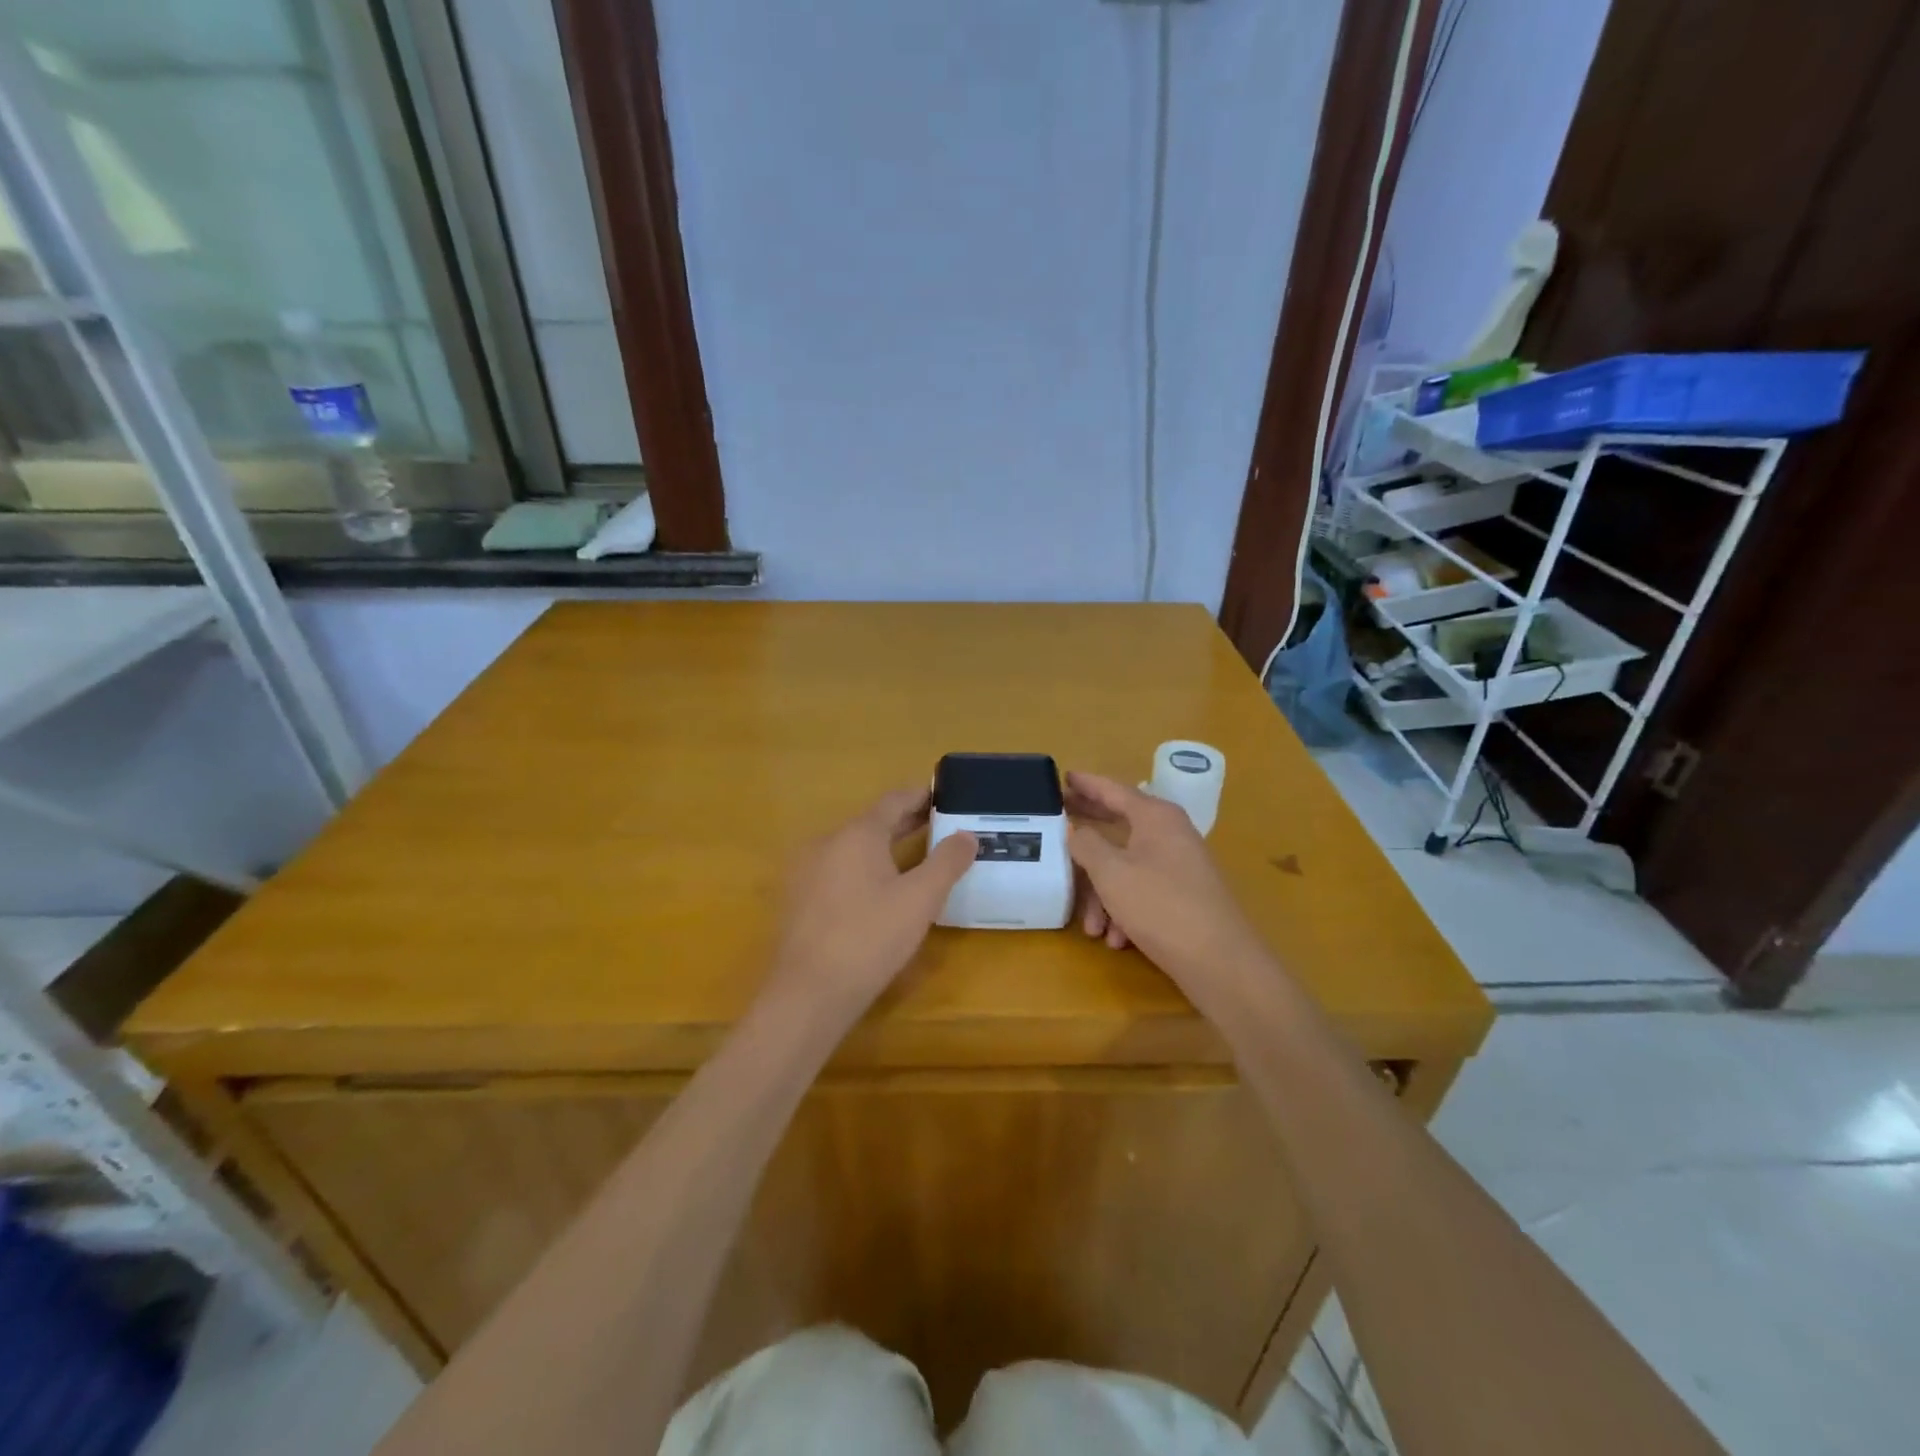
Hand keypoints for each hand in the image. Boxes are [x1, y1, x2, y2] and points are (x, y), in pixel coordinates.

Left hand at [766, 787, 976, 1013]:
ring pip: (853, 847)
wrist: (808, 993)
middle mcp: (827, 842)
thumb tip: (967, 835)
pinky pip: (838, 870)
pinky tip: (880, 890)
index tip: (943, 794)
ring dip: (885, 846)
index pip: (894, 800)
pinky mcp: (799, 899)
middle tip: (938, 824)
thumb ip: (947, 862)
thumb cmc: (870, 938)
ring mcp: (807, 871)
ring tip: (915, 856)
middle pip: (872, 823)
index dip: (920, 796)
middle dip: (905, 822)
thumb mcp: (920, 899)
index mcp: (857, 834)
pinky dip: (864, 868)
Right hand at [1067, 771, 1267, 1001]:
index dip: (1086, 784)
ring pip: (1127, 867)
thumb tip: (1076, 829)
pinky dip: (1125, 910)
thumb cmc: (1161, 906)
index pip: (1113, 789)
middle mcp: (1170, 834)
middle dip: (1088, 837)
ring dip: (1103, 895)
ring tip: (1092, 928)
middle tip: (1058, 828)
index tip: (1063, 777)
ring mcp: (1180, 865)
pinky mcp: (1184, 895)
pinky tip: (1117, 939)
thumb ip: (1087, 844)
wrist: (1220, 962)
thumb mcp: (1111, 873)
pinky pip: (1143, 891)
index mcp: (1155, 817)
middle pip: (1120, 825)